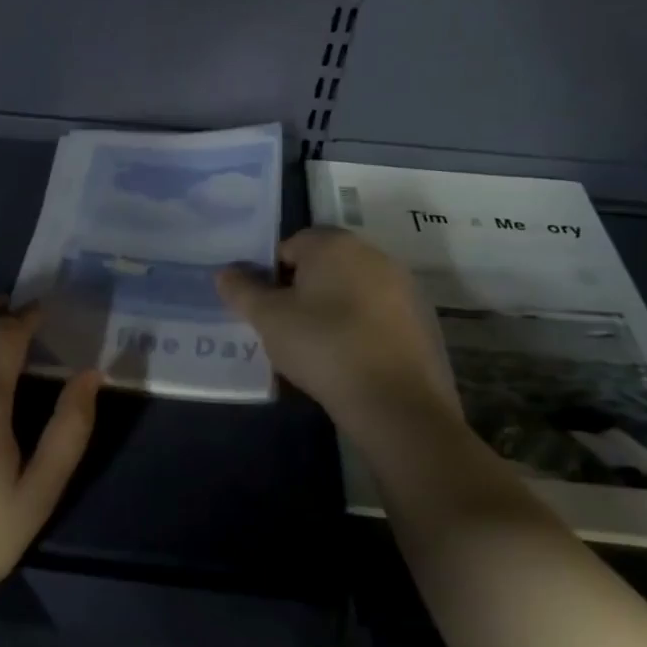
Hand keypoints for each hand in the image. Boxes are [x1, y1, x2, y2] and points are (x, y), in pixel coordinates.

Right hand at [218, 228, 456, 421]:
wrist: (396, 402)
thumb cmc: (323, 346)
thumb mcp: (268, 319)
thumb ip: (242, 290)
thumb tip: (225, 272)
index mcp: (334, 244)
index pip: (291, 245)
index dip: (271, 275)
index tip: (265, 309)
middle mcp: (373, 254)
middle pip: (324, 265)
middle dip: (302, 290)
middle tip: (286, 328)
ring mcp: (403, 287)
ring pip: (352, 290)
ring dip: (332, 309)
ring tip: (316, 348)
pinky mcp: (422, 320)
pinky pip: (377, 315)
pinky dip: (360, 329)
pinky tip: (350, 361)